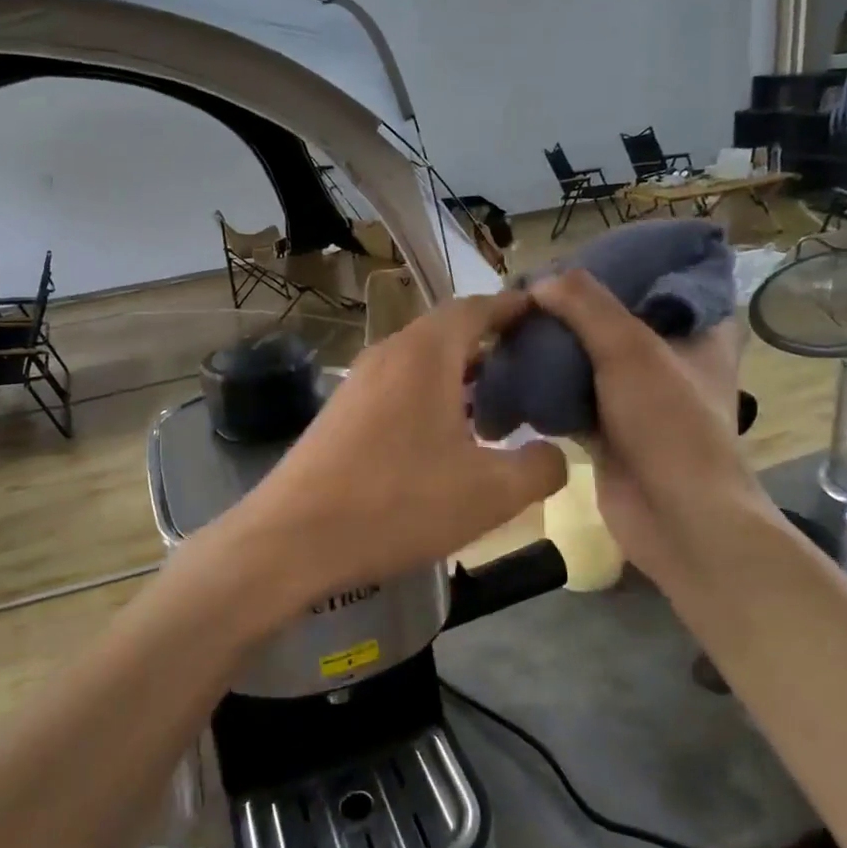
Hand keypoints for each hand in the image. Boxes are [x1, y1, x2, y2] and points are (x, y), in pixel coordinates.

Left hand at [221, 292, 567, 622]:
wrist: (292, 539)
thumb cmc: (397, 504)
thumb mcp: (490, 493)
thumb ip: (540, 467)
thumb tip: (554, 454)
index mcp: (425, 353)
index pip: (477, 307)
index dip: (514, 308)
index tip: (547, 317)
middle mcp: (389, 354)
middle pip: (448, 332)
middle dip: (492, 344)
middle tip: (533, 370)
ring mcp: (358, 382)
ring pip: (421, 363)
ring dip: (461, 376)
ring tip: (499, 407)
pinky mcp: (341, 413)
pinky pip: (398, 388)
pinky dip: (431, 397)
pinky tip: (447, 440)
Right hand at [528, 271, 771, 592]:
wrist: (677, 519)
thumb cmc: (669, 425)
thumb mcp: (630, 350)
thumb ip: (586, 306)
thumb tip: (540, 280)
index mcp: (700, 331)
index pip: (660, 280)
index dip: (618, 265)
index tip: (574, 256)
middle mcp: (672, 360)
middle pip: (617, 320)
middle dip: (574, 309)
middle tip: (531, 291)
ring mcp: (641, 398)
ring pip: (591, 359)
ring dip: (556, 348)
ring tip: (514, 323)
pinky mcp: (611, 430)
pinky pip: (573, 396)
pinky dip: (548, 387)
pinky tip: (513, 369)